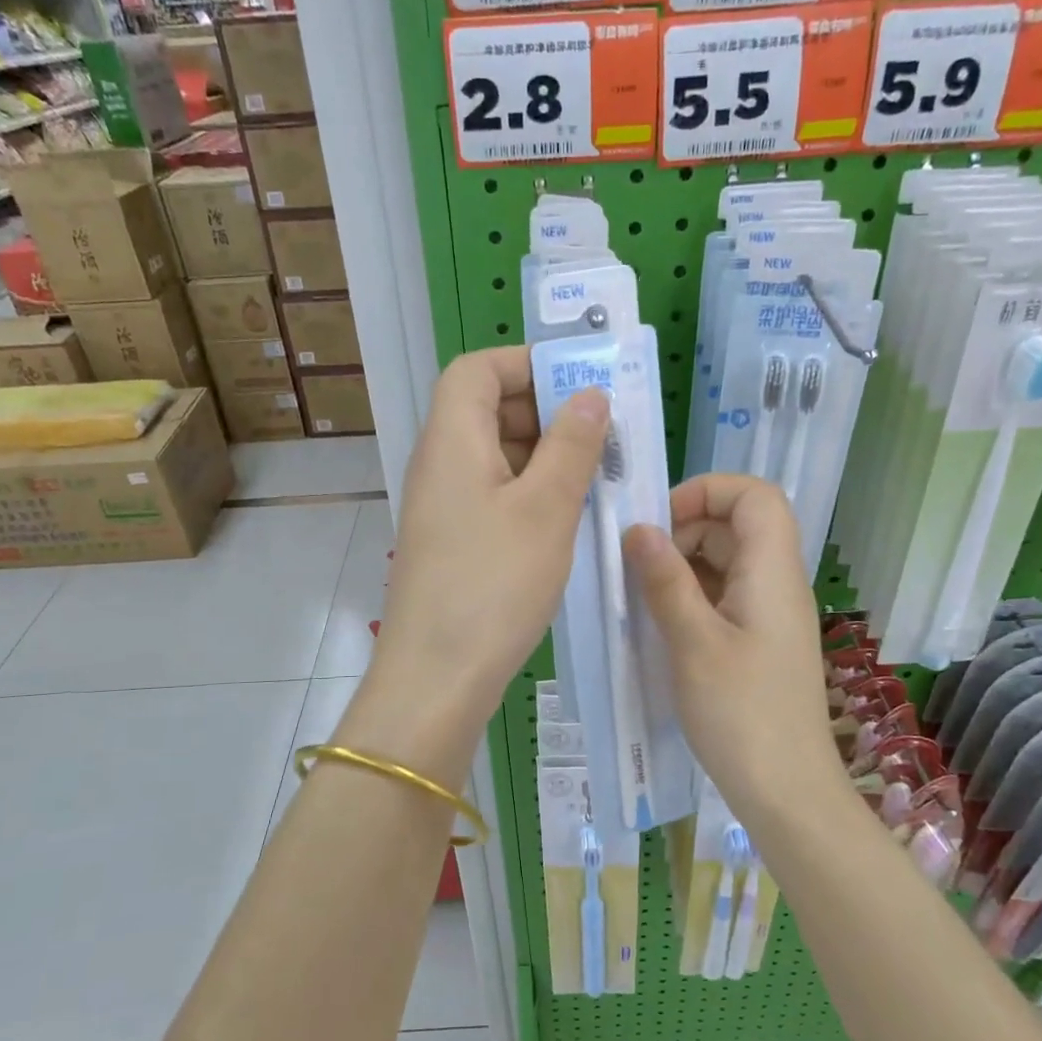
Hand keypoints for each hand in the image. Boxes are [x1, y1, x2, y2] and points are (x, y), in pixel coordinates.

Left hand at [364, 347, 609, 763]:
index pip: (476, 369)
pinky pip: (495, 495)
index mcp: (452, 440)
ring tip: (599, 477)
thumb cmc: (493, 584)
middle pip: (488, 409)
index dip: (525, 364)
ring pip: (497, 456)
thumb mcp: (546, 509)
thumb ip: (571, 445)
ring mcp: (444, 506)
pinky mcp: (454, 541)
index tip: (579, 384)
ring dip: (546, 456)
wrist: (438, 676)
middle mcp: (440, 464)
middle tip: (603, 435)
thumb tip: (589, 395)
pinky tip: (570, 517)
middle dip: (547, 412)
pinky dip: (532, 492)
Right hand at [624, 475, 840, 812]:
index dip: (707, 492)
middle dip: (683, 531)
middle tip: (638, 567)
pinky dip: (690, 597)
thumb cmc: (741, 715)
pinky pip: (724, 597)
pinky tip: (660, 624)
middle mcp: (776, 583)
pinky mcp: (758, 642)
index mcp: (772, 572)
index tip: (659, 522)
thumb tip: (638, 528)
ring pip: (726, 562)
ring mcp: (769, 614)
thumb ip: (665, 581)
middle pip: (736, 526)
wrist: (786, 792)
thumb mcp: (693, 643)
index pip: (755, 495)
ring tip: (641, 597)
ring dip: (682, 567)